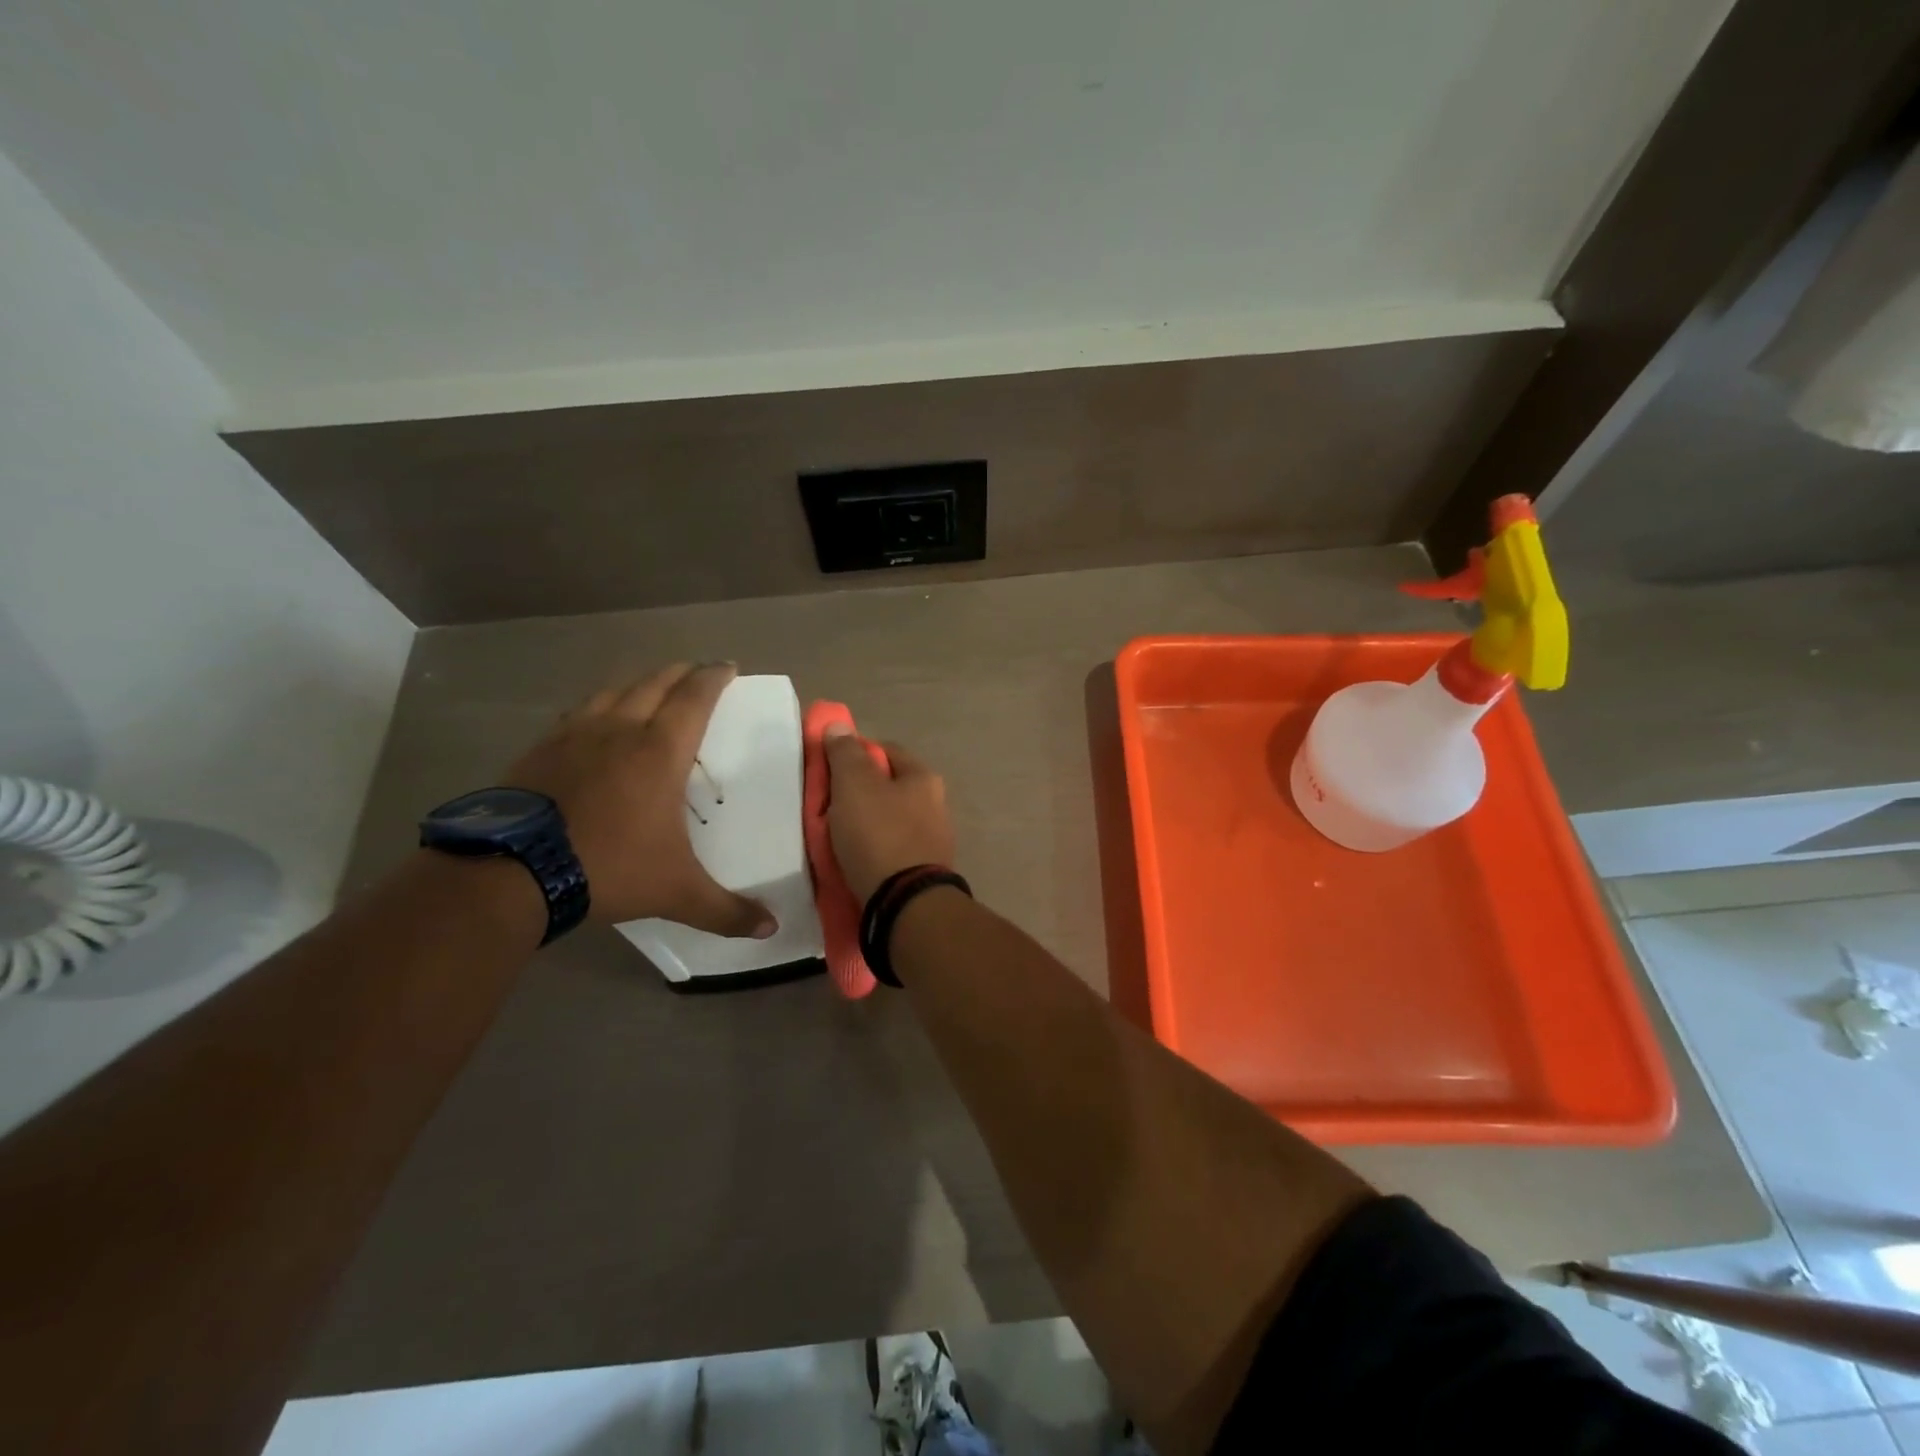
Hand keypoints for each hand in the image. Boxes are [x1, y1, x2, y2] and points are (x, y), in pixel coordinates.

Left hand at [505, 663, 775, 936]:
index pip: (695, 697)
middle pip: (656, 683)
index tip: (728, 667)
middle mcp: (621, 729)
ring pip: (615, 690)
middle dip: (682, 672)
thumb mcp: (676, 893)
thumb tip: (770, 929)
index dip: (714, 677)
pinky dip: (599, 704)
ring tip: (652, 688)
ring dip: (640, 682)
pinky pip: (580, 711)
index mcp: (660, 751)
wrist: (512, 871)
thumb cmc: (608, 867)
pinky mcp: (542, 747)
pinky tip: (596, 719)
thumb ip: (726, 910)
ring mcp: (576, 734)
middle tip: (698, 673)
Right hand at [822, 724, 956, 903]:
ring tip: (833, 838)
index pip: (885, 751)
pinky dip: (870, 852)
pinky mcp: (922, 871)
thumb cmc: (879, 835)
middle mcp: (936, 805)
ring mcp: (933, 841)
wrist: (905, 905)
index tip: (828, 771)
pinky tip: (851, 862)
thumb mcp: (855, 786)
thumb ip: (845, 754)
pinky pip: (889, 851)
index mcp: (924, 778)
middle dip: (856, 794)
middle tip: (826, 807)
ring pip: (887, 821)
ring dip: (862, 826)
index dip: (854, 754)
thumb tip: (839, 726)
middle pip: (886, 788)